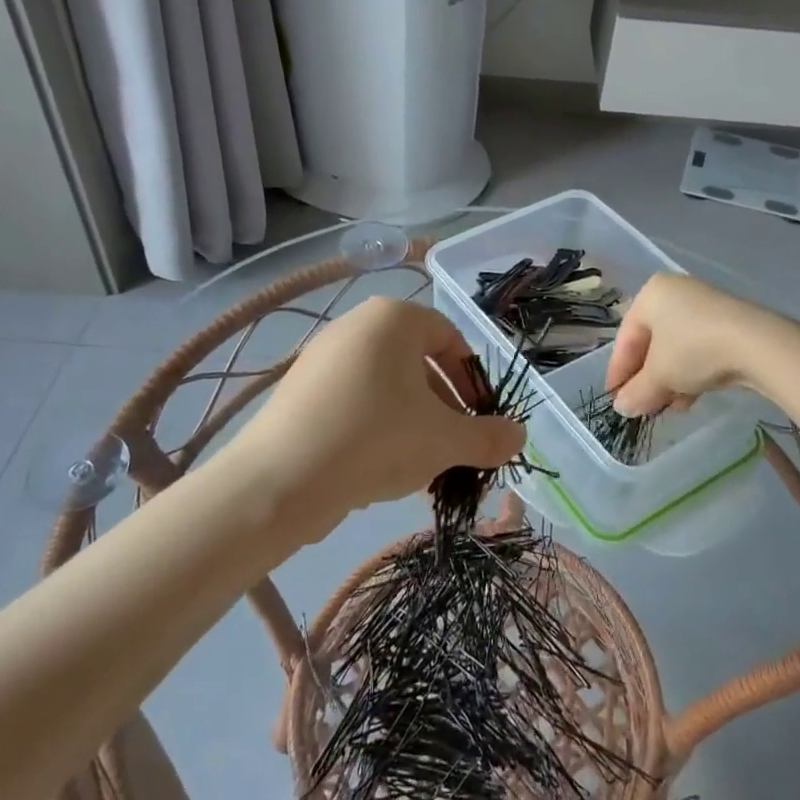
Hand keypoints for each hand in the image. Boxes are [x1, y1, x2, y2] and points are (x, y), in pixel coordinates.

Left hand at [225, 297, 525, 540]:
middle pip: (418, 364)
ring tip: (422, 466)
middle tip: (455, 447)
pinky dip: (377, 428)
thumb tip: (520, 435)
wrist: (279, 481)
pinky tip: (380, 469)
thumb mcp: (445, 440)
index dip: (473, 381)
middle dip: (444, 408)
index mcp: (393, 318)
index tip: (481, 420)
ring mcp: (322, 357)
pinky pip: (354, 401)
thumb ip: (488, 437)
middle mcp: (356, 325)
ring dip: (413, 422)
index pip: (450, 339)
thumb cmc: (376, 439)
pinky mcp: (299, 391)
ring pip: (386, 387)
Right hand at [605, 273, 795, 416]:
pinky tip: (691, 399)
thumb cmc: (694, 350)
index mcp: (651, 294)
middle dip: (646, 379)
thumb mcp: (659, 376)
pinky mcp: (730, 323)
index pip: (626, 338)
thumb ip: (636, 392)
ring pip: (677, 349)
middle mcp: (676, 293)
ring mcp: (705, 306)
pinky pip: (700, 349)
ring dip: (669, 381)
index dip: (618, 372)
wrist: (759, 345)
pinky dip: (691, 374)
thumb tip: (621, 408)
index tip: (615, 399)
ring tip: (669, 408)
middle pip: (652, 343)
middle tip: (642, 406)